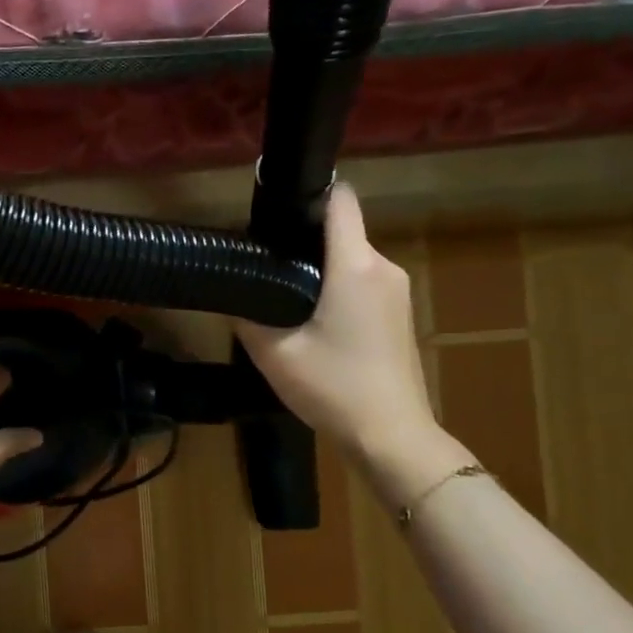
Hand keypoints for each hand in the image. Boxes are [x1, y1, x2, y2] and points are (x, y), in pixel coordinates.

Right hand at [236, 184, 447, 483]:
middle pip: (342, 231)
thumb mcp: (275, 354)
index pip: (340, 200)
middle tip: (266, 266)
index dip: (308, 195)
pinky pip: (364, 282)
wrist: (392, 437)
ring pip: (352, 259)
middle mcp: (383, 267)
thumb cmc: (334, 388)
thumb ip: (248, 316)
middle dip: (306, 241)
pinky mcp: (401, 313)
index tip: (277, 211)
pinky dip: (339, 289)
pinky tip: (315, 322)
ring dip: (322, 269)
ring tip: (285, 297)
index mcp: (354, 266)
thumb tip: (232, 293)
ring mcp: (397, 291)